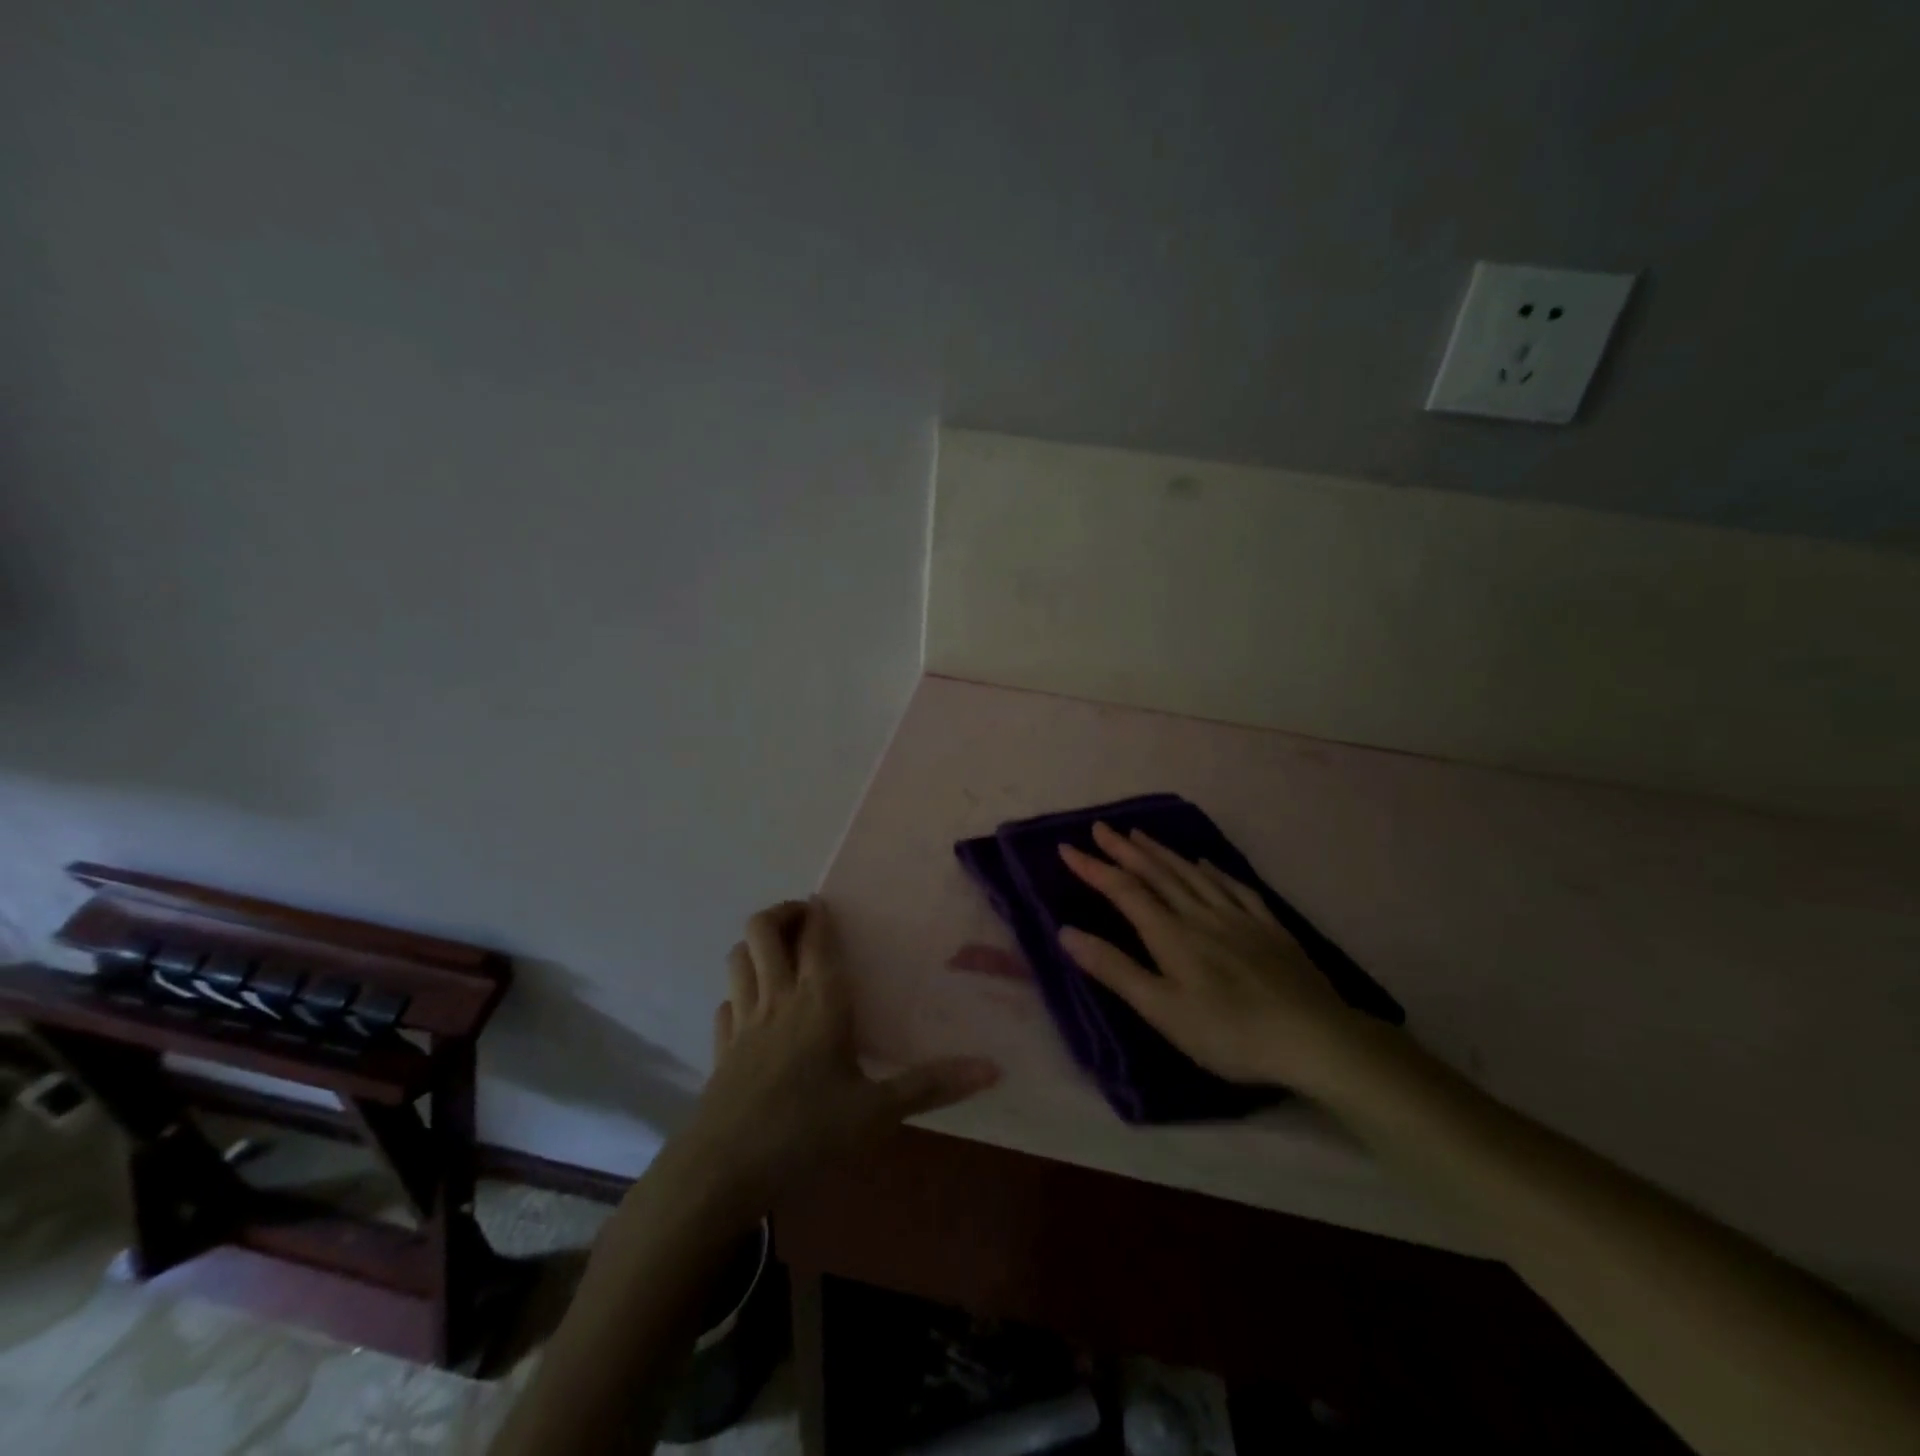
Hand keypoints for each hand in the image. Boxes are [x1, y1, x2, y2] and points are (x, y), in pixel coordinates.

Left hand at [669, 898, 999, 1222]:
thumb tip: (993, 1069)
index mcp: (820, 1000)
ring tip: (781, 954)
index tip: (828, 904)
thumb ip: (932, 1085)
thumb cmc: (806, 1133)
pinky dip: (739, 993)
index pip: (815, 935)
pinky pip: (726, 1002)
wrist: (723, 1172)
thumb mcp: (877, 1113)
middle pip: (764, 929)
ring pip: (739, 957)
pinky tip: (754, 1011)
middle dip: (783, 913)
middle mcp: (778, 997)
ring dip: (757, 945)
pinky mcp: (721, 1048)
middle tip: (805, 920)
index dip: (819, 912)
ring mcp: (743, 1020)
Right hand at [1058, 823, 1384, 1094]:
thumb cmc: (1229, 1033)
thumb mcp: (1163, 1010)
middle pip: (1157, 874)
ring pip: (1192, 874)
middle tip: (1100, 827)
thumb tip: (1066, 932)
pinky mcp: (1269, 928)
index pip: (1124, 891)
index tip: (1067, 847)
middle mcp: (1201, 915)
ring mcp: (1238, 918)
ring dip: (1162, 852)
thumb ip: (1115, 969)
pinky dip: (1213, 871)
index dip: (1094, 868)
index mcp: (1172, 935)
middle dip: (1124, 850)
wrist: (1314, 1039)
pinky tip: (1205, 863)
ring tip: (1140, 834)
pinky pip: (1234, 887)